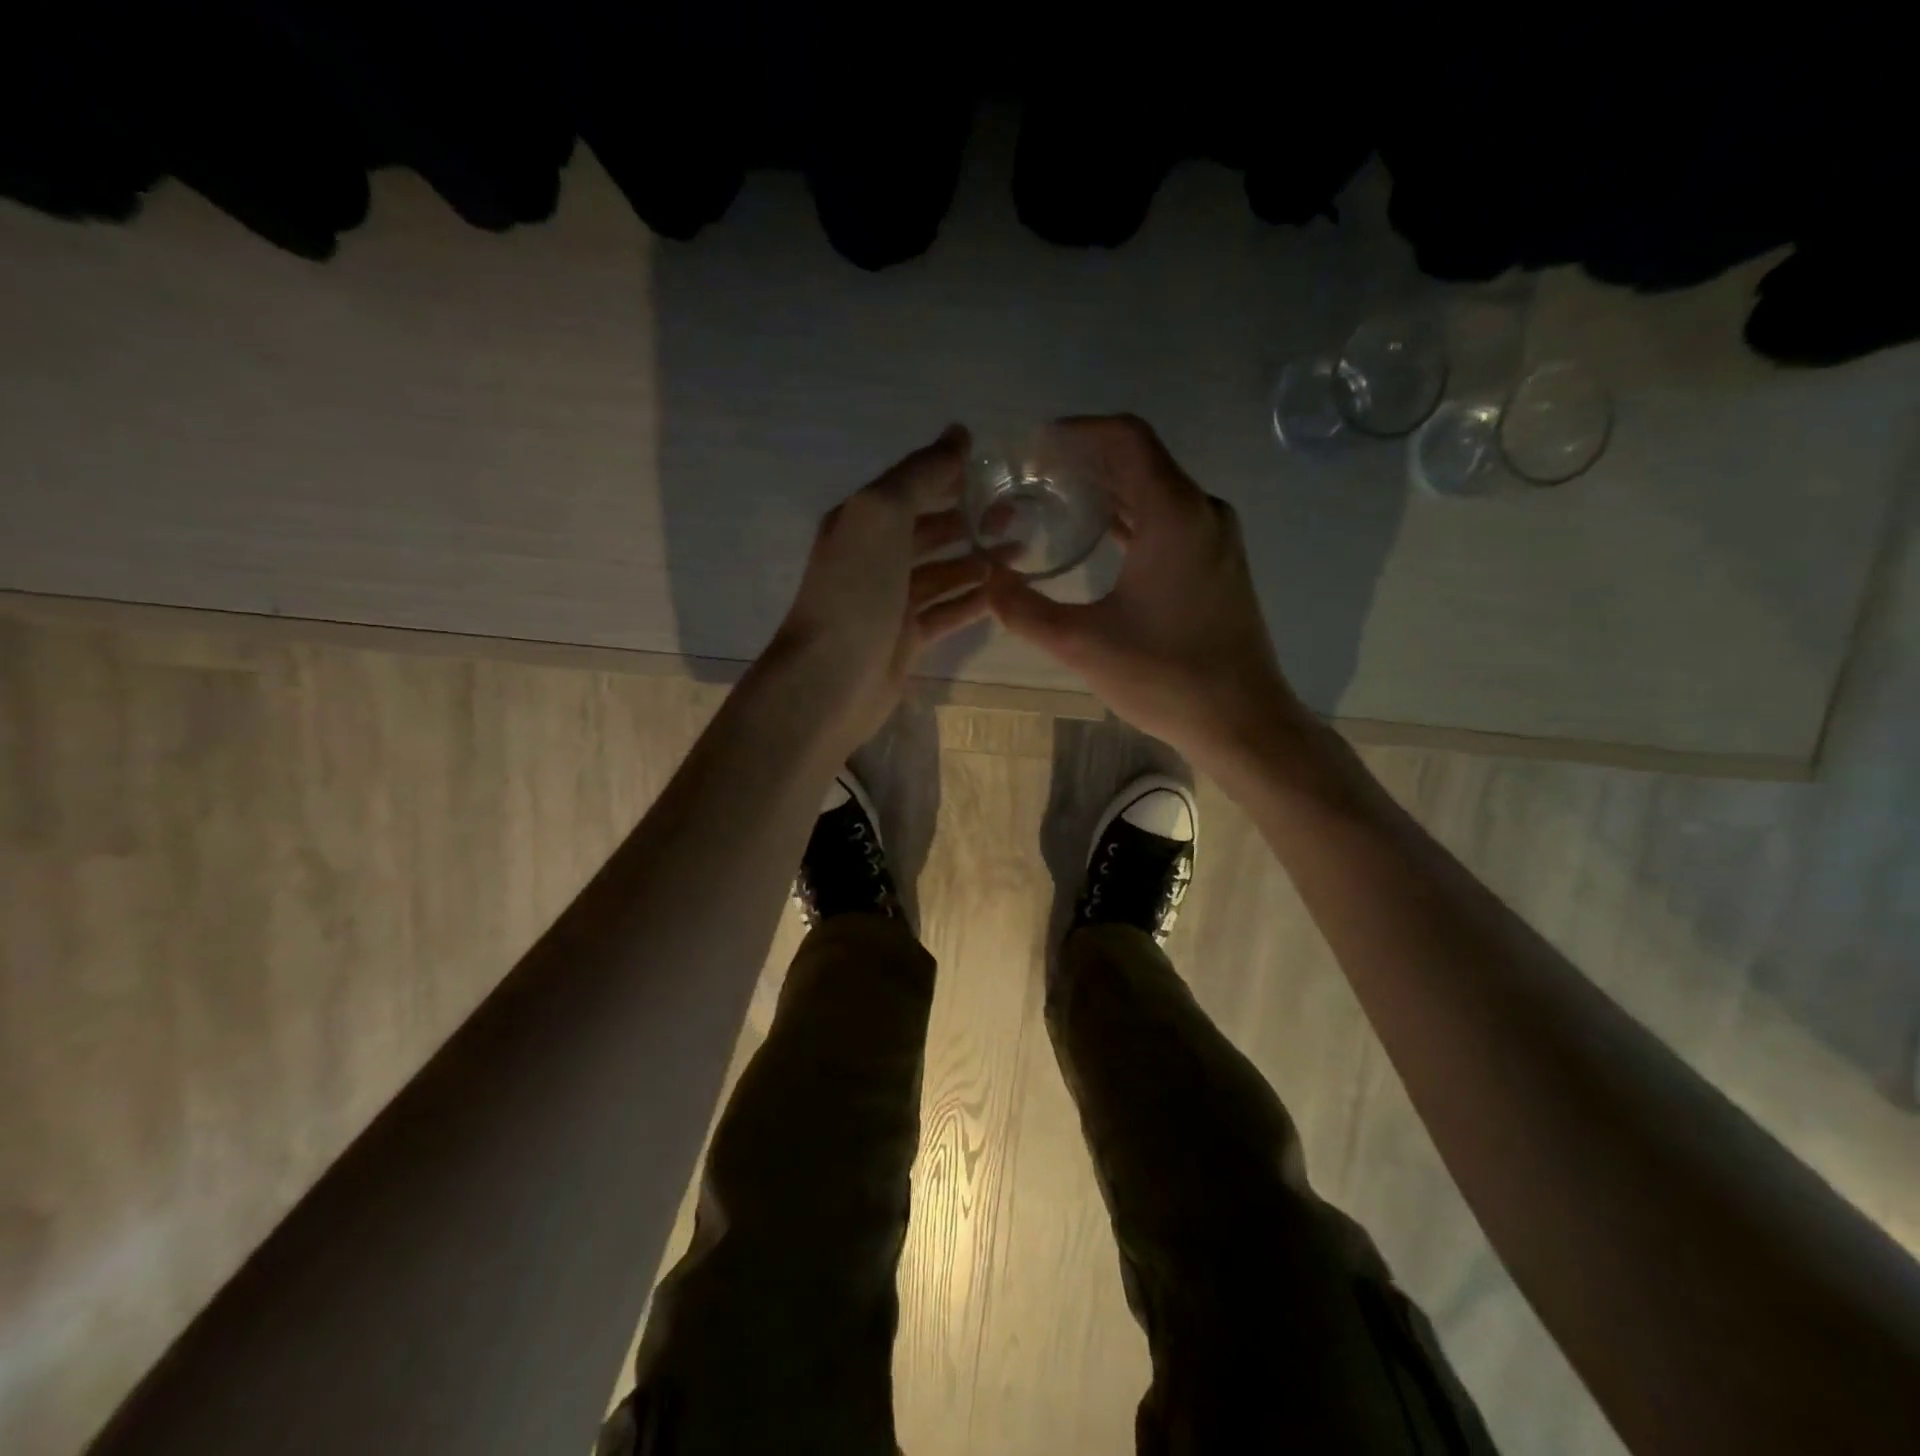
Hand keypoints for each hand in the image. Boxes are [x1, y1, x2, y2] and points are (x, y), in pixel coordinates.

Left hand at [767, 424, 993, 749]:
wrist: (830, 680)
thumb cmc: (855, 592)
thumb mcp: (882, 515)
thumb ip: (920, 474)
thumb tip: (958, 433)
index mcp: (862, 520)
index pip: (913, 485)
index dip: (952, 473)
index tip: (999, 468)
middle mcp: (874, 556)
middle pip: (931, 528)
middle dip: (972, 518)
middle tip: (1019, 513)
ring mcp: (890, 600)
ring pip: (943, 571)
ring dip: (979, 559)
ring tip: (1023, 550)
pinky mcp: (906, 638)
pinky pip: (946, 610)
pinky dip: (972, 600)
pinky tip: (1004, 592)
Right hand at [986, 414, 1307, 775]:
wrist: (1242, 721)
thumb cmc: (1166, 677)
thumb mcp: (1082, 644)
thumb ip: (1024, 610)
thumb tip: (986, 581)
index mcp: (1174, 514)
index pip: (1126, 437)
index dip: (1078, 430)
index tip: (1035, 444)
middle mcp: (1201, 511)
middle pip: (1139, 460)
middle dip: (1085, 459)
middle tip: (1032, 475)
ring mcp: (1215, 537)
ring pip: (1155, 490)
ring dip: (1108, 489)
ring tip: (1054, 499)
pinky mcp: (1217, 563)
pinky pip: (1168, 519)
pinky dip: (1130, 517)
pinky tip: (1096, 536)